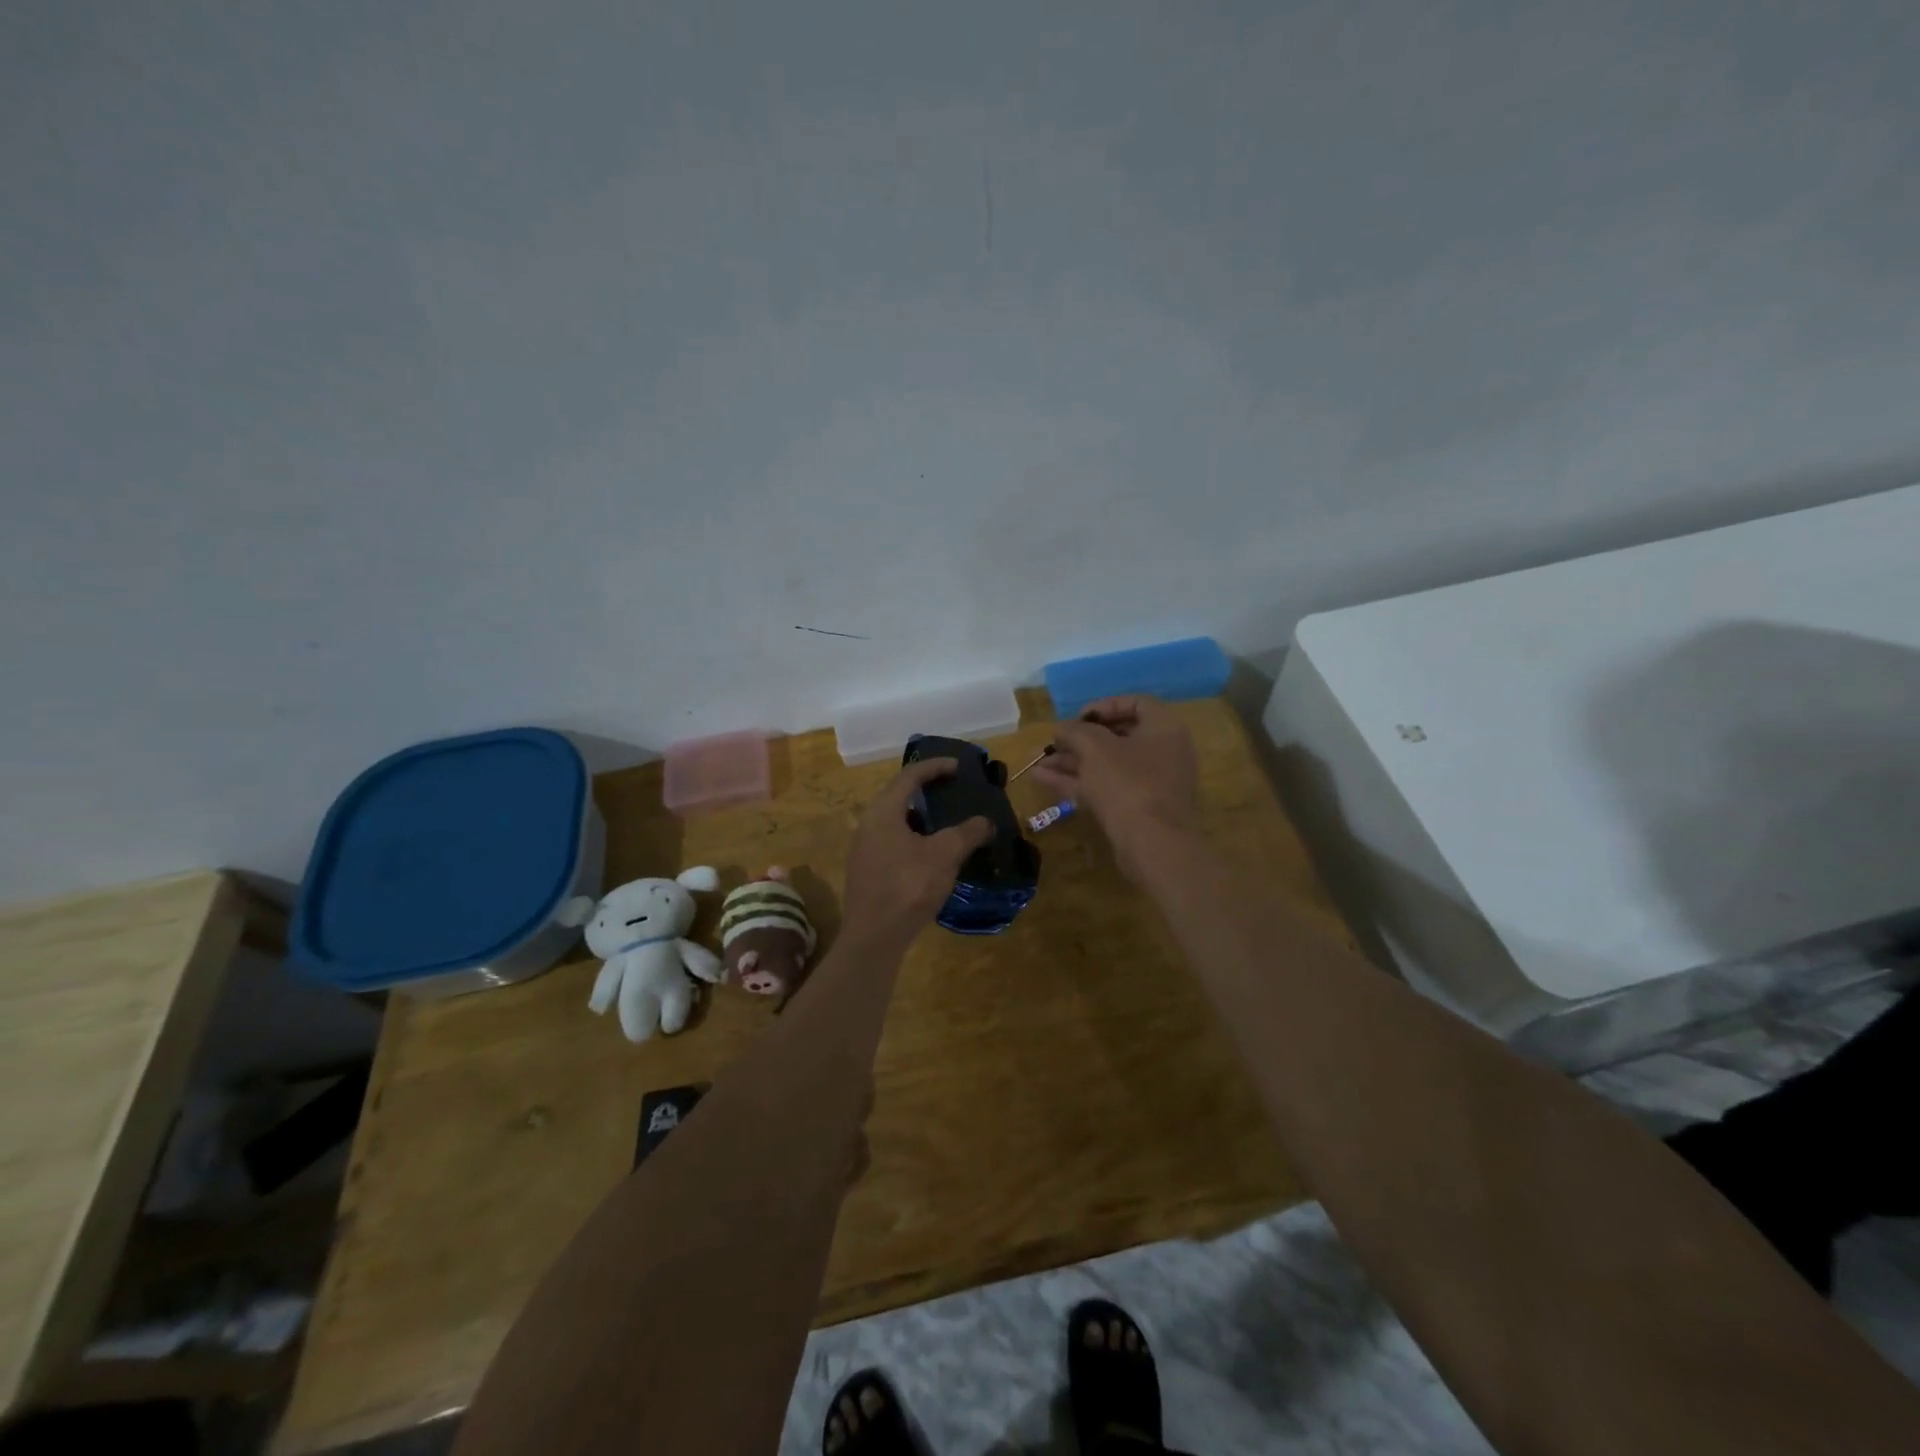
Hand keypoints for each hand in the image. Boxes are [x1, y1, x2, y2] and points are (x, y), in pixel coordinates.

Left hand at [842, 759, 992, 947]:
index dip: (935, 767)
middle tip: (954, 790)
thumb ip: (966, 832)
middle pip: (900, 795)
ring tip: (948, 820)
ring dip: (922, 816)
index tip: (958, 766)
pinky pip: (894, 840)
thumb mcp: (944, 855)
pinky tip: (933, 852)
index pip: (910, 776)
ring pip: (896, 820)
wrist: (874, 936)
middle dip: (928, 790)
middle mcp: (869, 823)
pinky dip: (915, 836)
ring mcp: (865, 848)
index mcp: (883, 811)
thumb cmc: (908, 886)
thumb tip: (986, 821)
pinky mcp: (868, 870)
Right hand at [1033, 696, 1201, 876]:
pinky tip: (1044, 781)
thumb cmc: (1128, 783)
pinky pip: (1106, 787)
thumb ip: (1075, 731)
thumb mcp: (1095, 748)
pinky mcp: (1139, 809)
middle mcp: (1163, 752)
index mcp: (1163, 728)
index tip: (1077, 718)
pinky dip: (1078, 782)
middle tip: (1054, 743)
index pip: (1135, 703)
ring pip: (1107, 765)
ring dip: (1073, 763)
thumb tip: (1062, 728)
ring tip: (1038, 764)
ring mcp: (1151, 783)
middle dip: (1079, 740)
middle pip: (1117, 737)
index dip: (1103, 706)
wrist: (1154, 845)